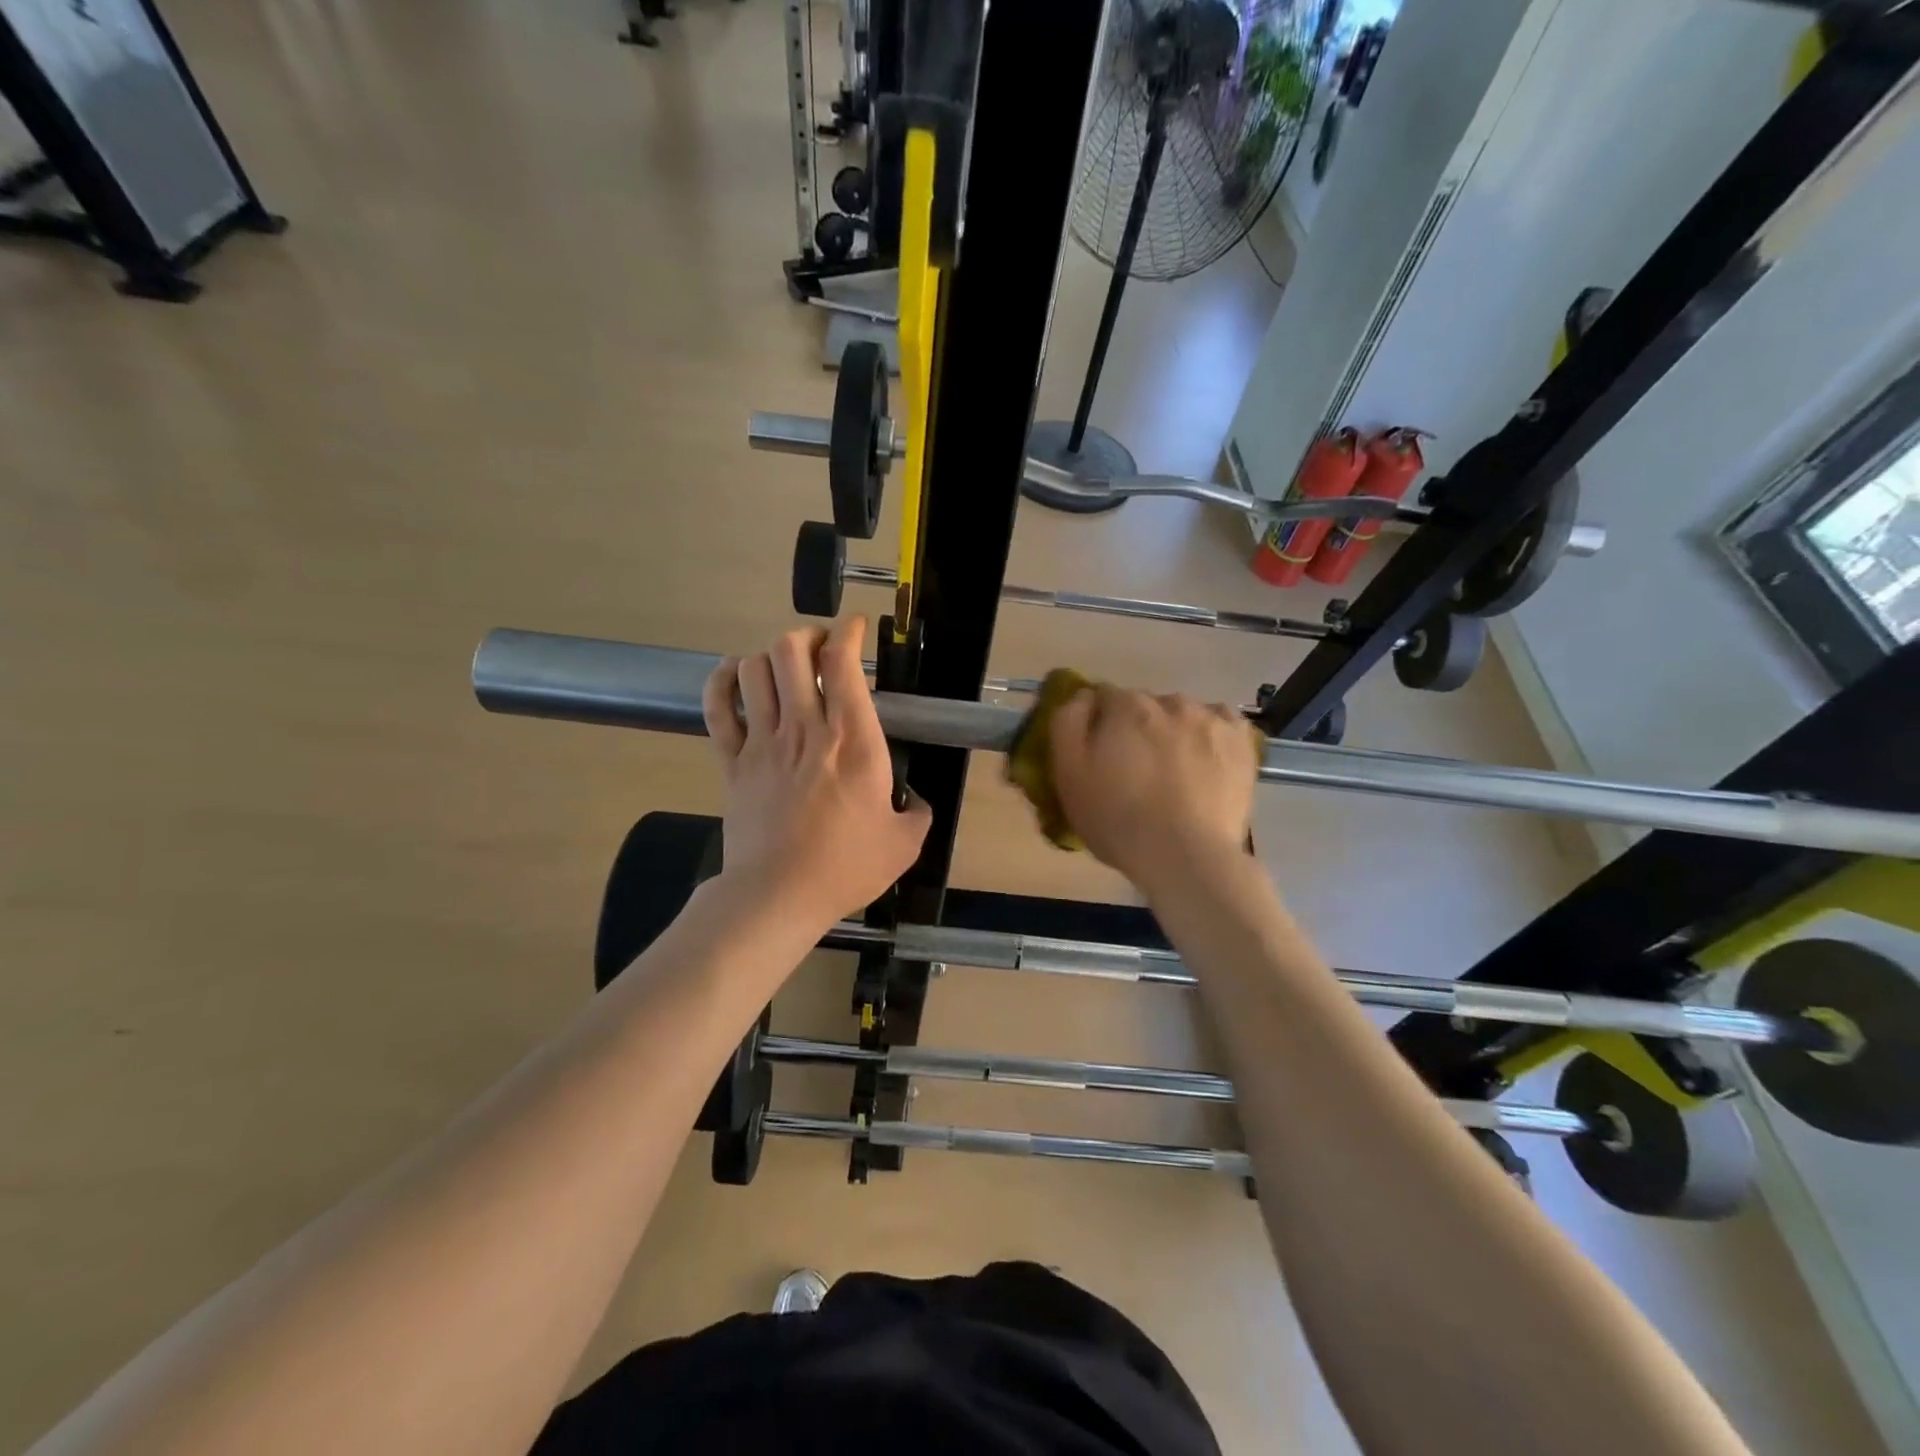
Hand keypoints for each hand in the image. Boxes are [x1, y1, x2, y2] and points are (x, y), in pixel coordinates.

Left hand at [701, 617, 930, 931]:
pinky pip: (718, 706)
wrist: (778, 895)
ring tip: (784, 670)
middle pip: (791, 650)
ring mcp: (763, 741)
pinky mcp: (732, 762)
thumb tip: (918, 803)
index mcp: (853, 739)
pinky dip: (723, 680)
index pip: (843, 662)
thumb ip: (918, 814)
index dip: (848, 632)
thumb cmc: (846, 866)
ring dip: (771, 658)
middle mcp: (806, 727)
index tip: (855, 629)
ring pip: (755, 669)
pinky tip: (736, 675)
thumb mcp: (904, 843)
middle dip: (807, 637)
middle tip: (820, 652)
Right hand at [1047, 685, 1257, 894]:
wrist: (1186, 857)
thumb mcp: (1068, 773)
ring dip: (1173, 731)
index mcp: (1126, 705)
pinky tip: (1205, 760)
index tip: (1098, 754)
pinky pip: (1220, 723)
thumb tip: (1083, 696)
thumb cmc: (1117, 819)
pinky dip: (1210, 735)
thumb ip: (1068, 722)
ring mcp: (1211, 719)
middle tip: (1134, 770)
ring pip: (1182, 714)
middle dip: (1135, 728)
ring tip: (1173, 772)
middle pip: (1144, 705)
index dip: (1098, 724)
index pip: (1104, 697)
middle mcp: (1170, 701)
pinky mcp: (1242, 743)